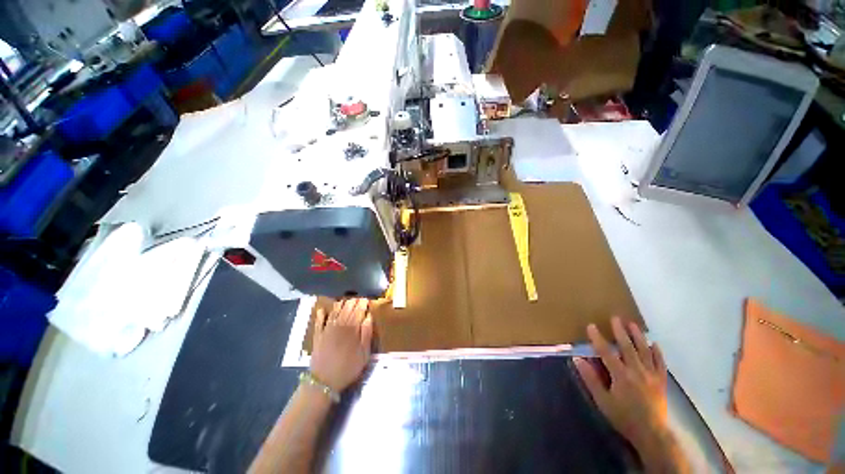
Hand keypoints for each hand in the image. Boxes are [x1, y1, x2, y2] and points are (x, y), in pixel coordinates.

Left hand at [310, 298, 373, 391]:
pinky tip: (322, 310)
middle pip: (347, 309)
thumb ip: (367, 334)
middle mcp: (339, 325)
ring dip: (340, 305)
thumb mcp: (364, 355)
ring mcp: (326, 330)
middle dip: (353, 302)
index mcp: (352, 329)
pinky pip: (318, 322)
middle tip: (357, 298)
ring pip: (334, 312)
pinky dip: (320, 315)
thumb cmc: (348, 368)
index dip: (362, 304)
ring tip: (345, 300)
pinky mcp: (317, 336)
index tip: (366, 299)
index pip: (358, 311)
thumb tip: (368, 317)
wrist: (324, 383)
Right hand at [574, 317, 668, 449]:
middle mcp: (637, 371)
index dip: (598, 338)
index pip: (606, 352)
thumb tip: (578, 359)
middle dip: (620, 331)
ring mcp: (651, 375)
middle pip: (628, 347)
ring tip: (633, 324)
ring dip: (638, 336)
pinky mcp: (661, 381)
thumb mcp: (602, 401)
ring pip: (645, 351)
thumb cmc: (623, 417)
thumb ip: (590, 379)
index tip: (591, 326)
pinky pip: (660, 363)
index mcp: (621, 376)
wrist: (652, 434)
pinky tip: (654, 344)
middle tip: (616, 318)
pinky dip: (657, 353)